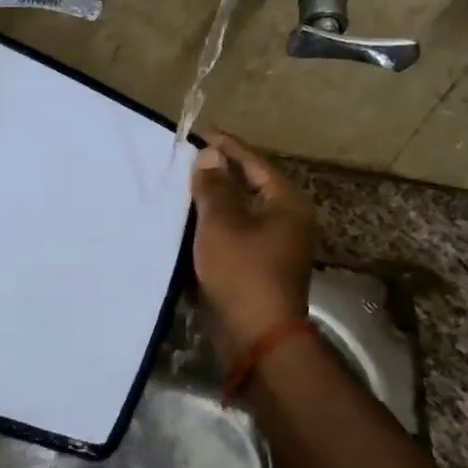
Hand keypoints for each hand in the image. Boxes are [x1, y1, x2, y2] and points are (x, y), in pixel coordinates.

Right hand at [189, 133, 314, 356]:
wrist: (256, 336)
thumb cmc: (242, 271)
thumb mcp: (221, 222)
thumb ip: (214, 186)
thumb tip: (209, 156)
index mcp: (286, 204)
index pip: (253, 163)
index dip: (226, 146)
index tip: (200, 132)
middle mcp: (286, 221)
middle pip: (248, 187)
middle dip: (217, 175)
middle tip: (185, 161)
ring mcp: (274, 247)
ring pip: (239, 215)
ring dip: (212, 204)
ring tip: (180, 190)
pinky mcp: (258, 269)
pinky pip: (234, 237)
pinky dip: (213, 229)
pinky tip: (187, 226)